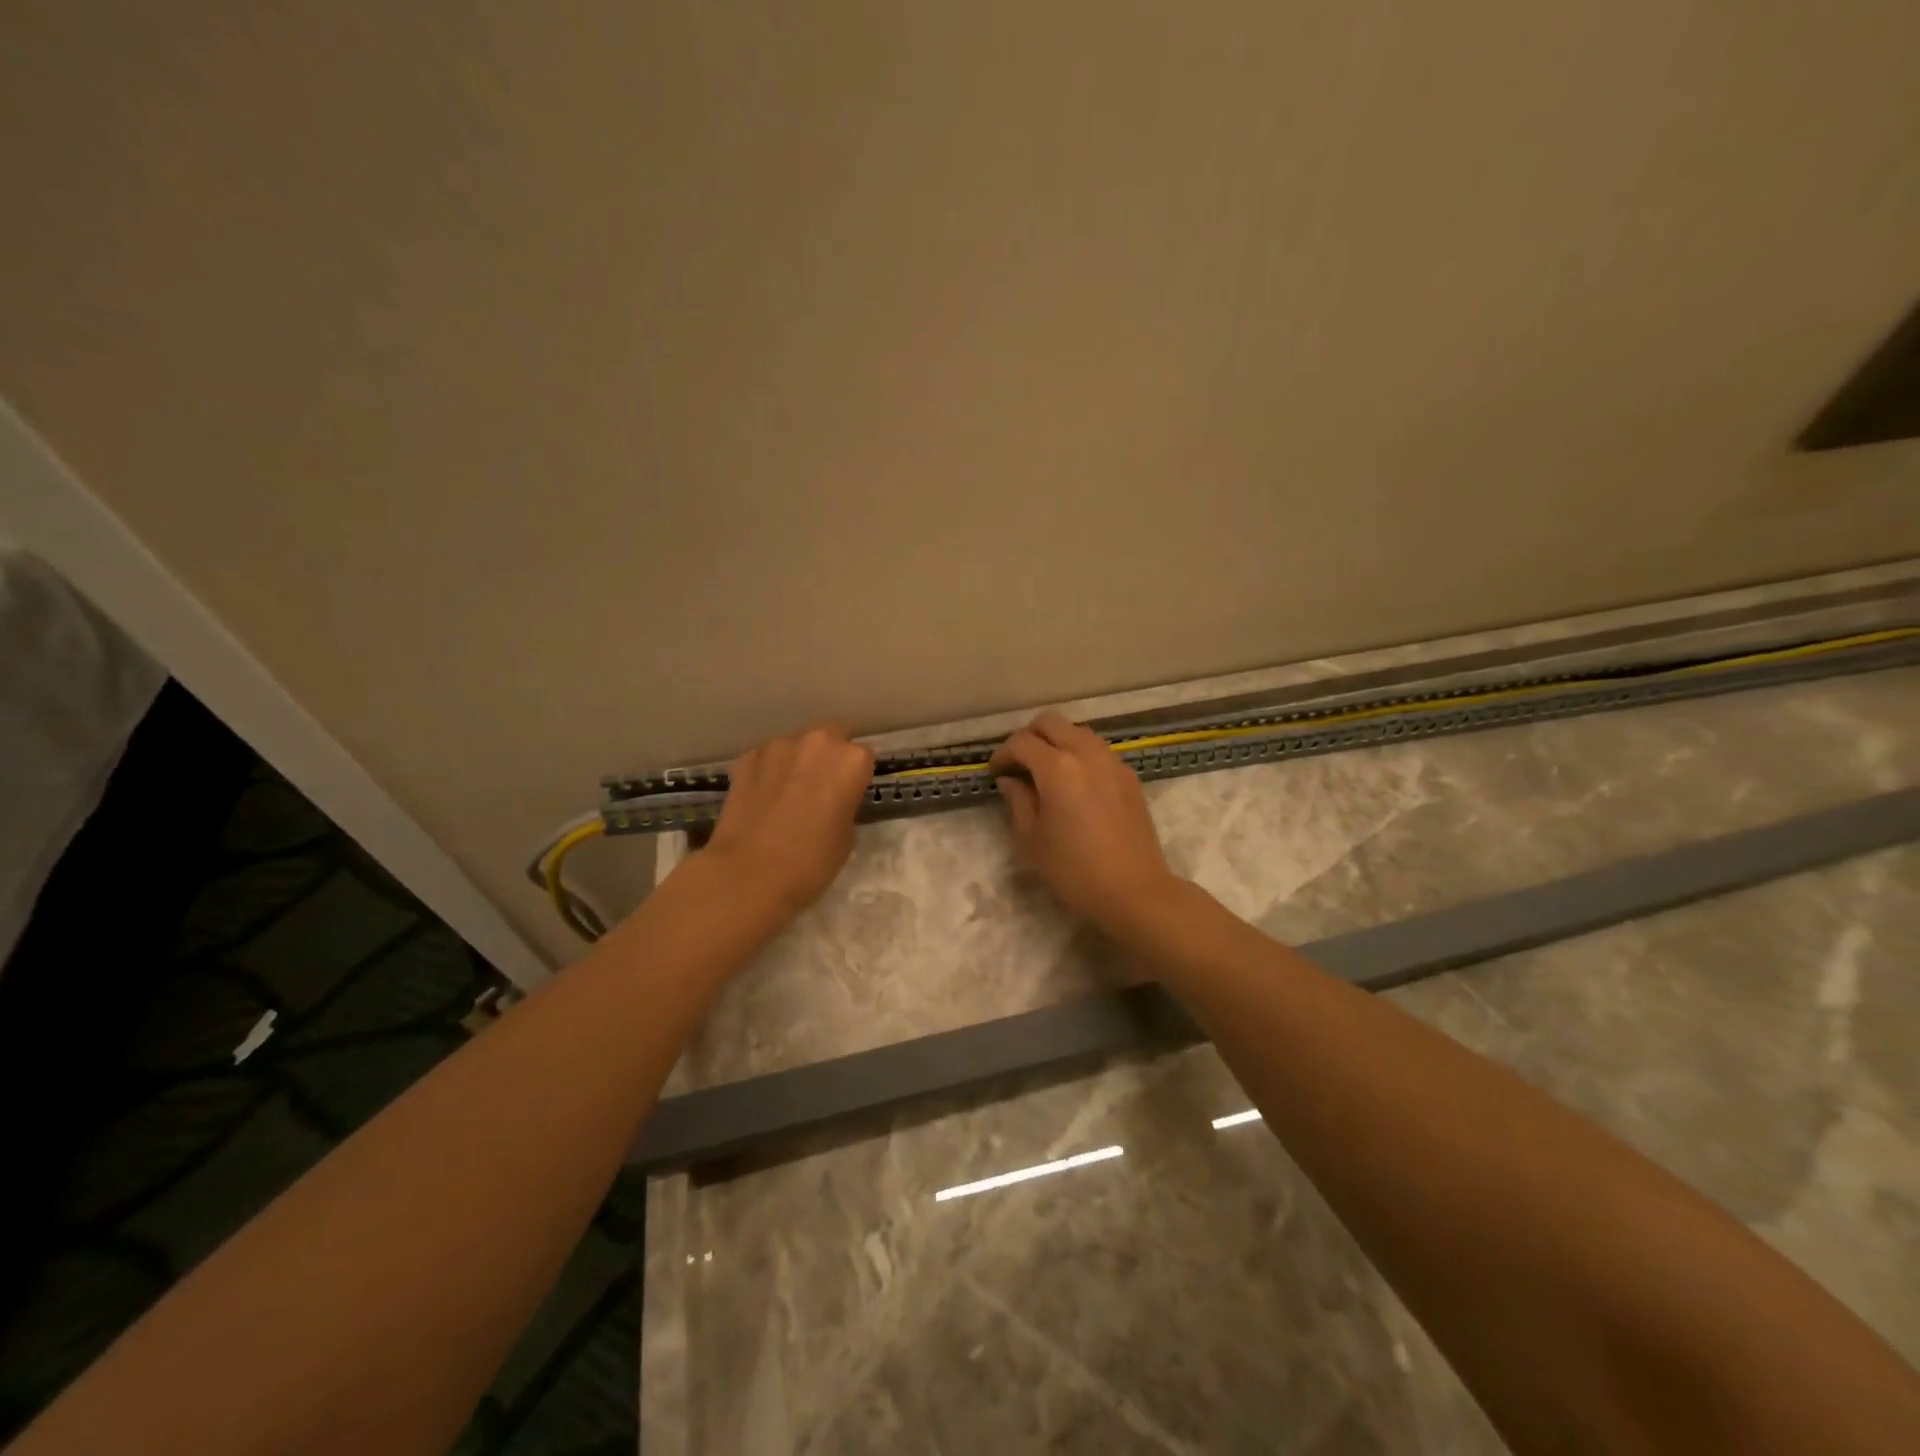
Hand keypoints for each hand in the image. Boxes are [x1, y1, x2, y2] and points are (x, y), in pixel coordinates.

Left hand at [705, 723, 874, 918]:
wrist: (748, 873)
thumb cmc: (811, 861)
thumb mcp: (846, 836)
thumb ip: (844, 804)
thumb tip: (832, 800)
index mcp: (851, 761)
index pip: (863, 757)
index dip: (856, 776)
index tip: (849, 794)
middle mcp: (817, 742)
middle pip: (832, 735)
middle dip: (829, 755)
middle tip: (822, 787)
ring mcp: (777, 746)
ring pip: (796, 744)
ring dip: (797, 760)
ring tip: (788, 793)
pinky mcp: (746, 758)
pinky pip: (767, 758)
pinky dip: (769, 771)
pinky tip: (763, 798)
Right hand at [990, 711, 1179, 934]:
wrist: (1134, 890)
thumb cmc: (1074, 870)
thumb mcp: (1032, 840)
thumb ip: (1017, 801)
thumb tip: (1010, 780)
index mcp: (1057, 768)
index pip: (1022, 743)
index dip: (1003, 754)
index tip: (995, 772)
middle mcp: (1086, 753)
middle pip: (1051, 722)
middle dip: (1029, 736)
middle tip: (1018, 763)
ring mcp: (1112, 761)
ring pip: (1077, 731)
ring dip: (1056, 741)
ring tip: (1045, 771)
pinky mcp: (1129, 775)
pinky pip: (1097, 749)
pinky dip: (1079, 754)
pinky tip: (1074, 783)